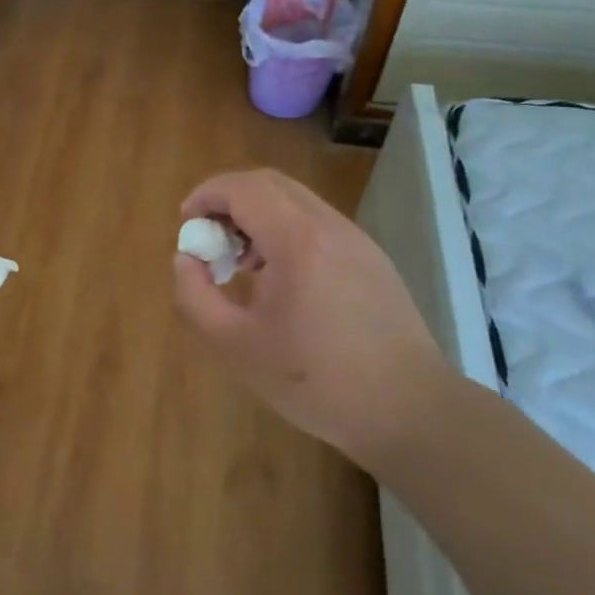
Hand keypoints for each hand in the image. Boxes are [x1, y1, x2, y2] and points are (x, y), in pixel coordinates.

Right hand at [172, 169, 447, 466]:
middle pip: (269, 184)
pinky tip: (278, 279)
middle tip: (208, 241)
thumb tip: (186, 259)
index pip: (243, 188)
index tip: (185, 225)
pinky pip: (317, 224)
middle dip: (229, 201)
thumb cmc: (316, 381)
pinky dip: (285, 231)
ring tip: (240, 264)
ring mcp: (356, 240)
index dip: (205, 195)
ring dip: (258, 216)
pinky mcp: (371, 260)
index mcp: (297, 240)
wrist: (409, 411)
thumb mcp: (236, 346)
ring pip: (295, 201)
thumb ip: (195, 297)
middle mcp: (330, 226)